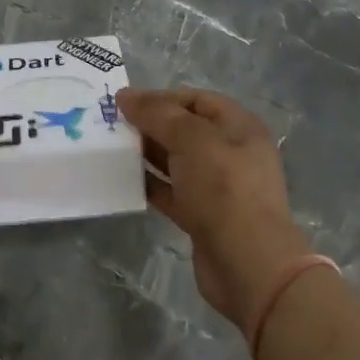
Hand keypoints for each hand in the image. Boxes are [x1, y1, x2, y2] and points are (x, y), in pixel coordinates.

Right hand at [116, 87, 312, 330]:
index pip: (197, 100)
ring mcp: (218, 187)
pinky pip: (171, 192)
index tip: (126, 103)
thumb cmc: (224, 189)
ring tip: (112, 148)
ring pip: (176, 161)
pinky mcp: (203, 216)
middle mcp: (231, 153)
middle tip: (112, 125)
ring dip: (146, 154)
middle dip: (151, 125)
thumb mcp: (192, 140)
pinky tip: (123, 180)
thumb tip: (125, 96)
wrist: (248, 264)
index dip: (162, 97)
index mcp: (239, 127)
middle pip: (185, 129)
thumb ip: (158, 114)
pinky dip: (150, 184)